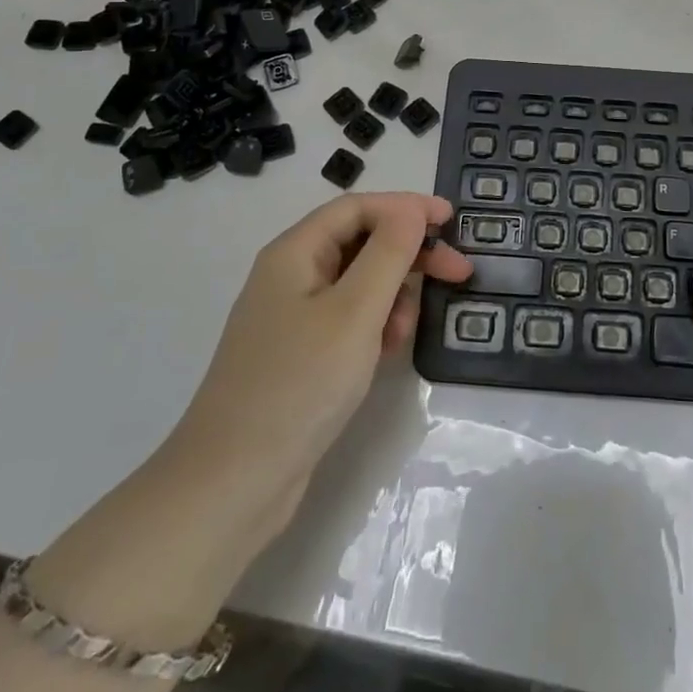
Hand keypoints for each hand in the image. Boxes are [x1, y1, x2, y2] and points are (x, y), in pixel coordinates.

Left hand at [165, 192, 469, 539]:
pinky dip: (375, 325)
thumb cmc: (299, 384)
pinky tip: (387, 352)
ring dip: (393, 295)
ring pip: (359, 283)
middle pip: (361, 242)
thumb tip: (411, 210)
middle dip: (409, 253)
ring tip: (407, 330)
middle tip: (459, 272)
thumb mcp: (354, 312)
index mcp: (295, 253)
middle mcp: (291, 275)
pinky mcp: (301, 354)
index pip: (357, 207)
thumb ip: (388, 253)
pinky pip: (349, 319)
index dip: (406, 207)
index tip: (451, 221)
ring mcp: (294, 317)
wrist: (233, 484)